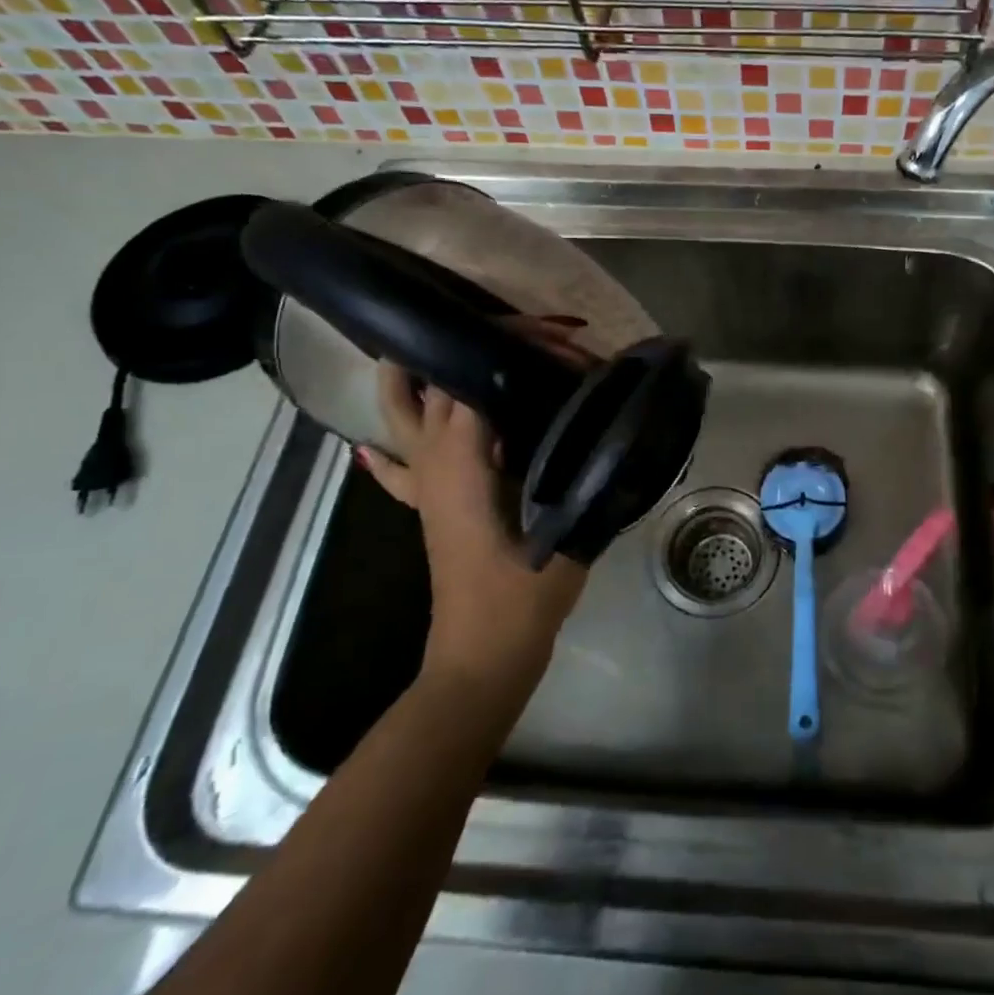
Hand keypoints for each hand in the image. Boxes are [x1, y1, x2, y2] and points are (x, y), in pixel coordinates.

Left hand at [357, 330, 590, 697]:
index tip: (559, 340)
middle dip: (478, 350)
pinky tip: (384, 436)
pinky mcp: (428, 507)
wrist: (483, 655)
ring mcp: (424, 485)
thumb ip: (584, 472)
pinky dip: (391, 442)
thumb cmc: (523, 595)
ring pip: (400, 416)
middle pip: (437, 386)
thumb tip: (609, 425)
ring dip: (411, 378)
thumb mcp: (565, 528)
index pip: (474, 380)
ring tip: (432, 345)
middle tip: (533, 339)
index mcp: (462, 461)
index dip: (513, 349)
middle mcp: (433, 462)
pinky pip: (397, 466)